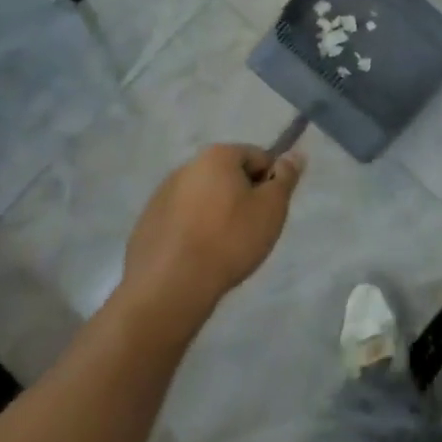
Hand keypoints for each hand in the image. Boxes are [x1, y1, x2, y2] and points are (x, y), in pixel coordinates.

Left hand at [119, 144, 304, 323]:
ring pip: (203, 198)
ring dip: (217, 213)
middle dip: (242, 197)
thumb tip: (295, 154)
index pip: (258, 157)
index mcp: (217, 156)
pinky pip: (181, 220)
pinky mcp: (146, 224)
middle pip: (228, 175)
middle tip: (251, 230)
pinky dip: (193, 231)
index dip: (270, 182)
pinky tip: (198, 257)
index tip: (270, 211)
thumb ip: (286, 177)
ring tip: (223, 247)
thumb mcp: (272, 208)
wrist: (170, 287)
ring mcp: (161, 195)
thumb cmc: (229, 240)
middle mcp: (187, 167)